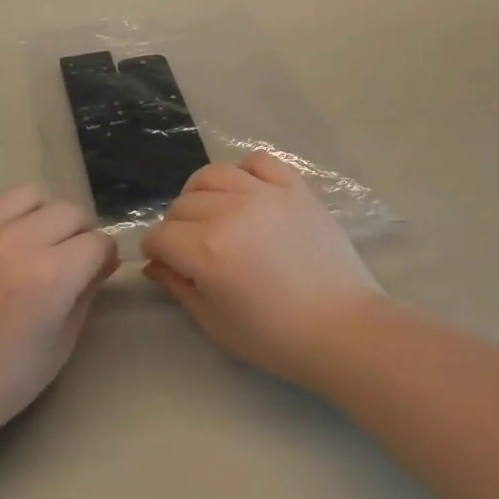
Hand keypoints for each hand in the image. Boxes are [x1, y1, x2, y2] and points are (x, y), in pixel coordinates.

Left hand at [0, 186, 117, 440]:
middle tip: (67, 255)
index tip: (98, 267)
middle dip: (77, 232)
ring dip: (39, 217)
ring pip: (26, 196)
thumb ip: (86, 294)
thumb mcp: (60, 346)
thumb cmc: (1, 382)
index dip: (104, 255)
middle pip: (67, 211)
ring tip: (29, 242)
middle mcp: (15, 243)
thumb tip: (99, 262)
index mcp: (50, 276)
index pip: (97, 241)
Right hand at [142, 153, 383, 391]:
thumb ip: (179, 286)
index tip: (163, 262)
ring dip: (201, 194)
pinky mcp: (294, 188)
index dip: (155, 250)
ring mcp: (265, 194)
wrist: (344, 328)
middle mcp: (230, 212)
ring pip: (213, 175)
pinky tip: (246, 192)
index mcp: (207, 250)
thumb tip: (155, 263)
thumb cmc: (276, 337)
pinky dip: (244, 171)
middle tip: (188, 247)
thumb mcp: (215, 321)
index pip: (162, 235)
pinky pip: (259, 161)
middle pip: (183, 204)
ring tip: (211, 213)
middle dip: (175, 226)